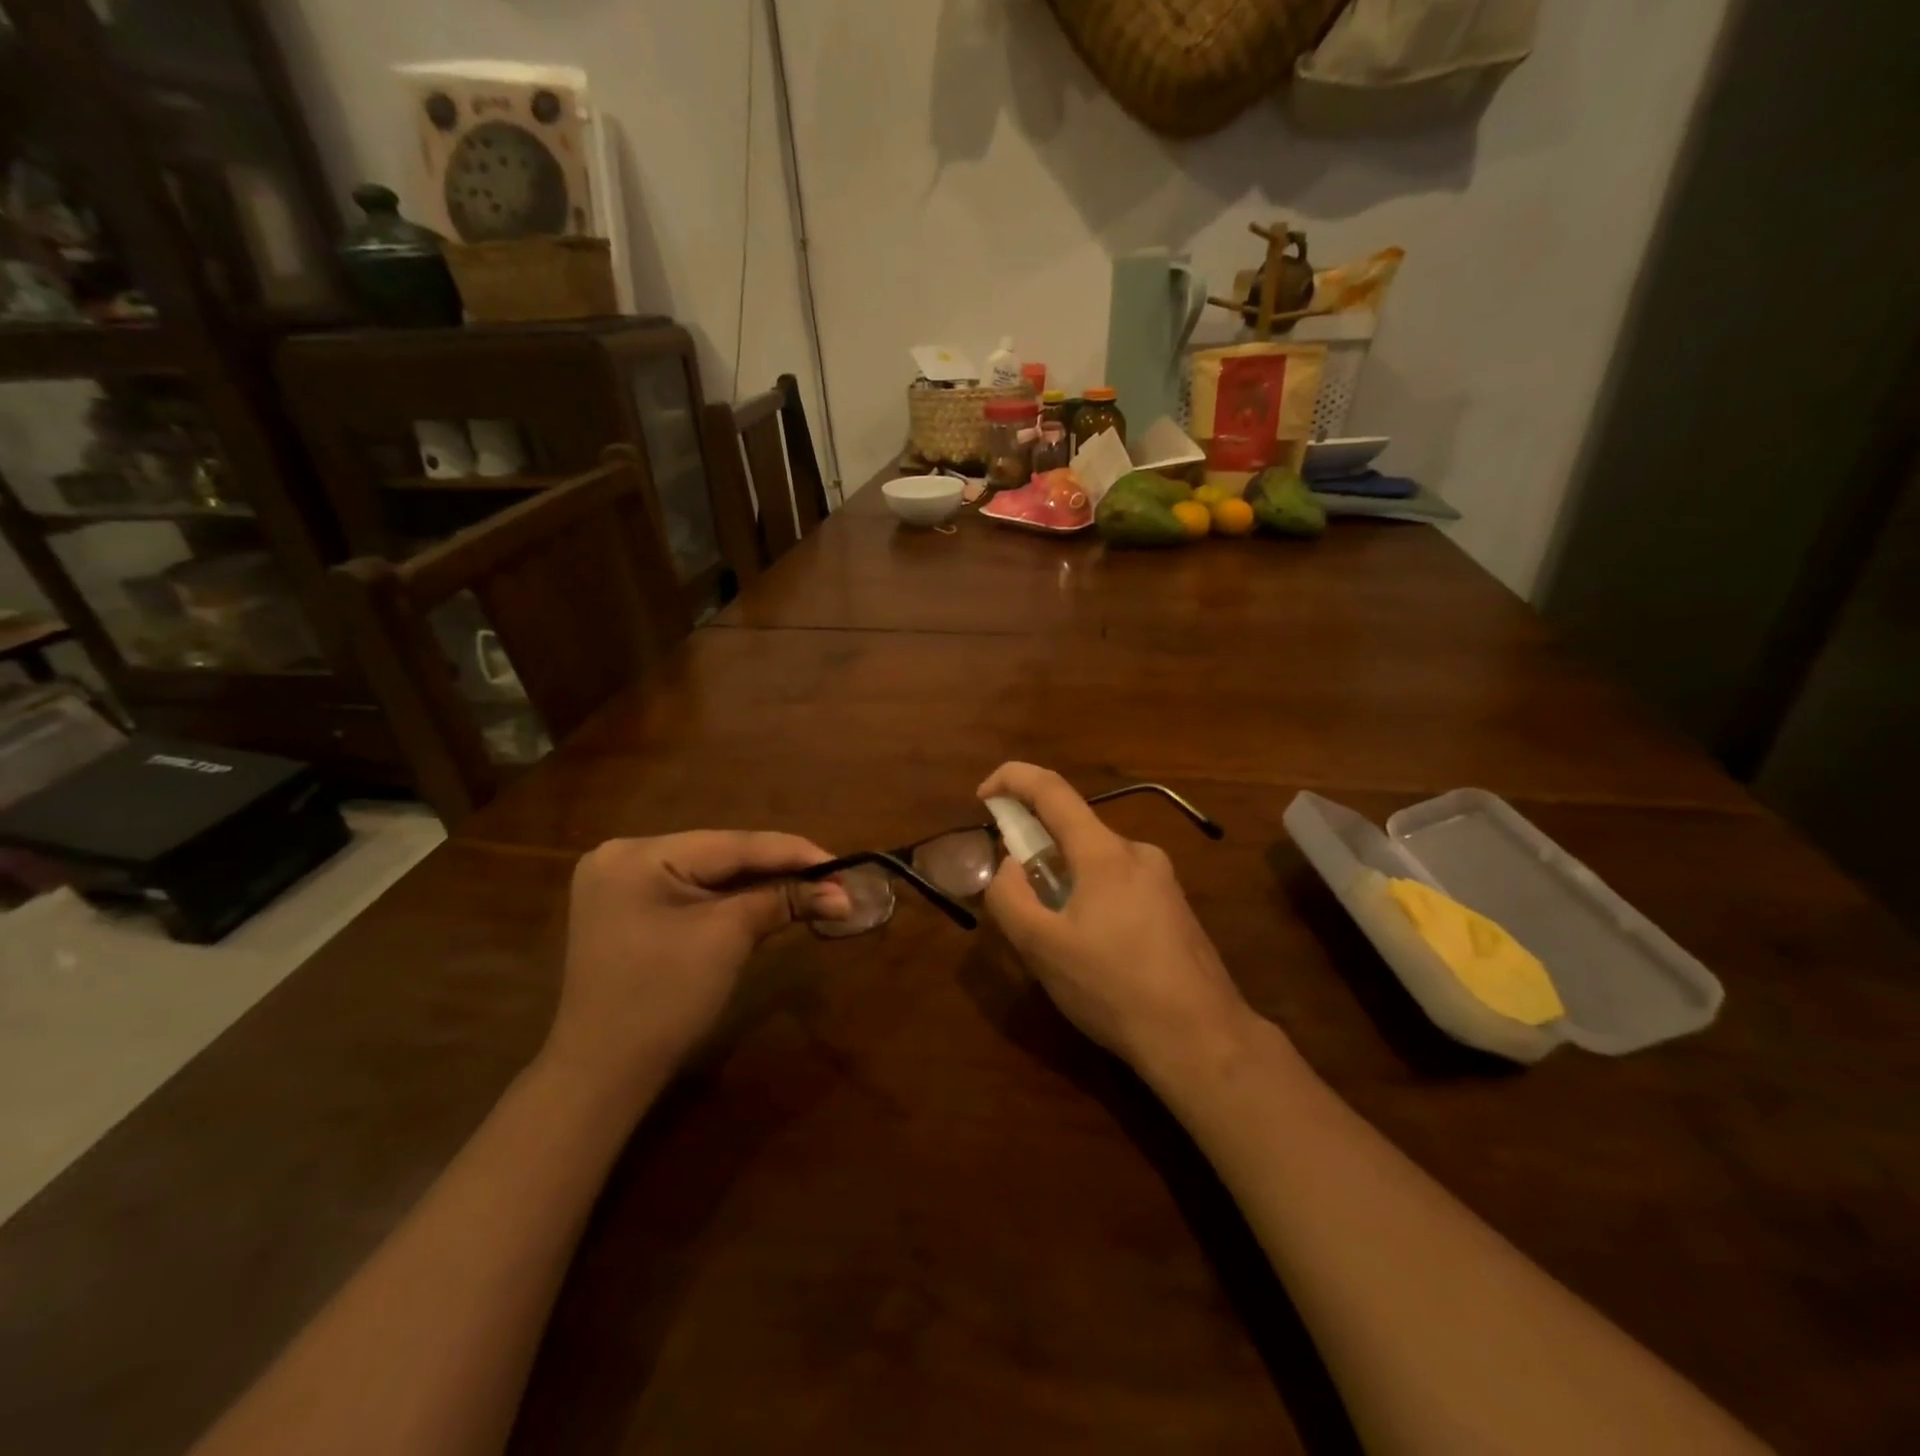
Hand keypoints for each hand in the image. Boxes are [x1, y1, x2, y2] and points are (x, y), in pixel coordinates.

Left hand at [541, 832, 849, 1105]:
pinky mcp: (628, 910)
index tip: (841, 863)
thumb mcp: (728, 939)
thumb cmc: (664, 999)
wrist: (602, 1074)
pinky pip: (691, 893)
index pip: (732, 843)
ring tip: (811, 886)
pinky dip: (730, 899)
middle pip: (720, 855)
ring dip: (758, 883)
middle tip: (831, 877)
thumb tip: (842, 894)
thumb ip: (784, 901)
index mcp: (638, 854)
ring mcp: (621, 884)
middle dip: (778, 869)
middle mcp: (623, 856)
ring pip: (709, 874)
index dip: (792, 852)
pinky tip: (768, 898)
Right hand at [979, 763, 1254, 1081]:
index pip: (1051, 790)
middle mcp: (1138, 853)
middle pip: (1074, 832)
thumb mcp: (1043, 948)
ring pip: (1097, 863)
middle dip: (1036, 853)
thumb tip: (1010, 866)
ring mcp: (1163, 880)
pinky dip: (1091, 900)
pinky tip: (1096, 954)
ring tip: (1059, 943)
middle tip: (1020, 905)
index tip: (982, 796)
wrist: (1203, 1038)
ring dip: (1065, 883)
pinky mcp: (1175, 908)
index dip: (1011, 779)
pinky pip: (1119, 886)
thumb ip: (1010, 897)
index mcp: (1104, 852)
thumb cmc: (1114, 988)